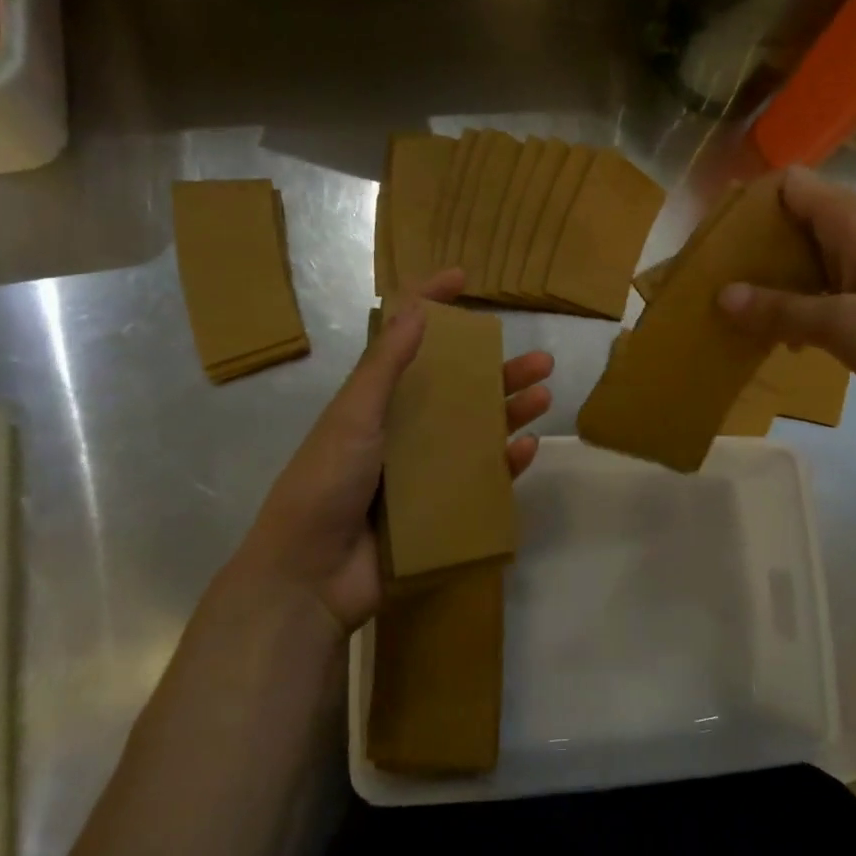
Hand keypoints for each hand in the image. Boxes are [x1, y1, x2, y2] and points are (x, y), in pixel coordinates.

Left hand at [220, 268, 552, 632]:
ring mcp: (422, 471)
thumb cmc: (325, 483)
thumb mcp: (354, 416)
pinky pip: (480, 480)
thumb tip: (419, 308)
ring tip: (545, 396)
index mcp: (376, 402)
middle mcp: (403, 430)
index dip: (432, 305)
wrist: (310, 576)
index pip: (406, 342)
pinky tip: (526, 449)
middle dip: (498, 371)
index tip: (463, 279)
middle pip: (458, 390)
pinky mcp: (438, 509)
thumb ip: (386, 365)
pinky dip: (503, 464)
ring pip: (476, 432)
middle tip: (540, 360)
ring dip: (510, 412)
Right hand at [717, 168, 855, 447]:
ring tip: (728, 313)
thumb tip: (722, 295)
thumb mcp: (847, 325)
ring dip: (768, 284)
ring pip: (804, 263)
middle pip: (790, 223)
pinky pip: (821, 296)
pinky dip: (793, 310)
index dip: (748, 202)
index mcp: (853, 224)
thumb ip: (782, 310)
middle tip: (709, 282)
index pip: (789, 185)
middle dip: (749, 249)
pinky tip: (772, 340)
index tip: (712, 240)